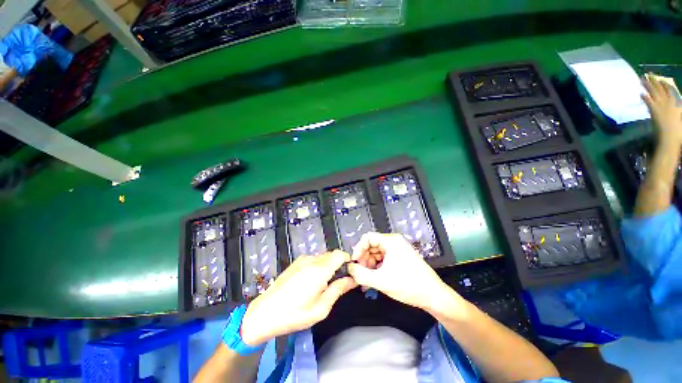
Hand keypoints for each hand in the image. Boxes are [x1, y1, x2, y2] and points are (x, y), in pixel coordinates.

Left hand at [240, 250, 356, 345]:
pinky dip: (319, 266)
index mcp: (320, 270)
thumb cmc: (294, 314)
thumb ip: (338, 290)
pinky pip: (314, 259)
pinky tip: (312, 282)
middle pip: (332, 255)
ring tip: (324, 285)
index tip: (349, 274)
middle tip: (338, 283)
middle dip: (339, 265)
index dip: (348, 261)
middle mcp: (312, 260)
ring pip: (323, 257)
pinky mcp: (296, 262)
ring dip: (329, 266)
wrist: (264, 313)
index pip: (340, 254)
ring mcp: (302, 260)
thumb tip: (352, 280)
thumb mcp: (321, 308)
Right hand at [347, 232, 461, 313]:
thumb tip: (349, 268)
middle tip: (360, 274)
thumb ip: (360, 274)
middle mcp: (394, 242)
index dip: (358, 249)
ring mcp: (398, 250)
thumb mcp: (380, 280)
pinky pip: (384, 259)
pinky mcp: (400, 258)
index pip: (367, 238)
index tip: (354, 263)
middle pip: (372, 245)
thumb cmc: (407, 285)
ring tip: (366, 280)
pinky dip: (377, 268)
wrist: (433, 296)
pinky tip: (374, 280)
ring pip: (377, 253)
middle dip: (364, 259)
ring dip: (369, 265)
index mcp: (390, 241)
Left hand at [642, 75, 681, 144]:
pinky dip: (645, 98)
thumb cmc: (677, 131)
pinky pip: (649, 103)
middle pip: (661, 89)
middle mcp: (669, 103)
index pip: (670, 91)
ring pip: (654, 93)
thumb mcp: (678, 117)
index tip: (660, 79)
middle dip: (655, 81)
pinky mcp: (655, 111)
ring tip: (641, 79)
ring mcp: (661, 107)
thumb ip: (676, 110)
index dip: (664, 84)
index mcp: (676, 104)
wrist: (672, 137)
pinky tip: (641, 94)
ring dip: (648, 86)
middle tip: (649, 74)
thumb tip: (677, 106)